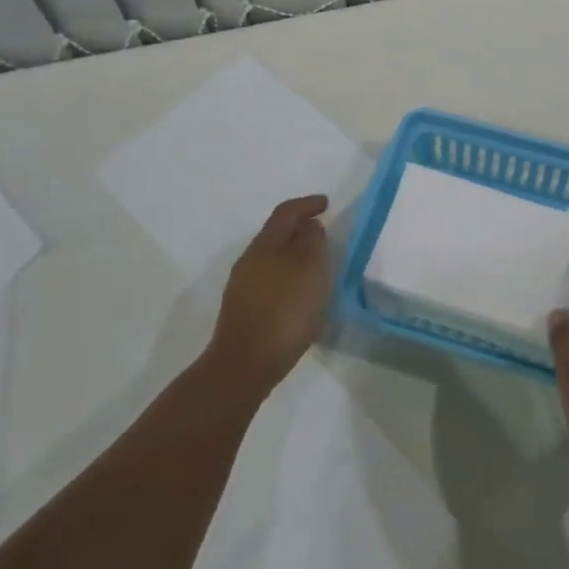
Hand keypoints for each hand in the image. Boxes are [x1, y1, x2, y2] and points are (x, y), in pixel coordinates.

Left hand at [207, 195, 332, 396]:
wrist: (245, 364)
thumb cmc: (284, 310)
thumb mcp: (309, 269)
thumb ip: (312, 241)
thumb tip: (309, 226)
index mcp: (265, 244)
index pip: (286, 212)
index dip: (307, 204)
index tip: (326, 203)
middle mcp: (250, 259)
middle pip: (277, 234)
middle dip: (300, 229)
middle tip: (324, 233)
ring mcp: (243, 286)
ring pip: (273, 258)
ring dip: (294, 255)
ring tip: (317, 265)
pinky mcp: (244, 309)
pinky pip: (270, 280)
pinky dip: (288, 276)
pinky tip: (300, 294)